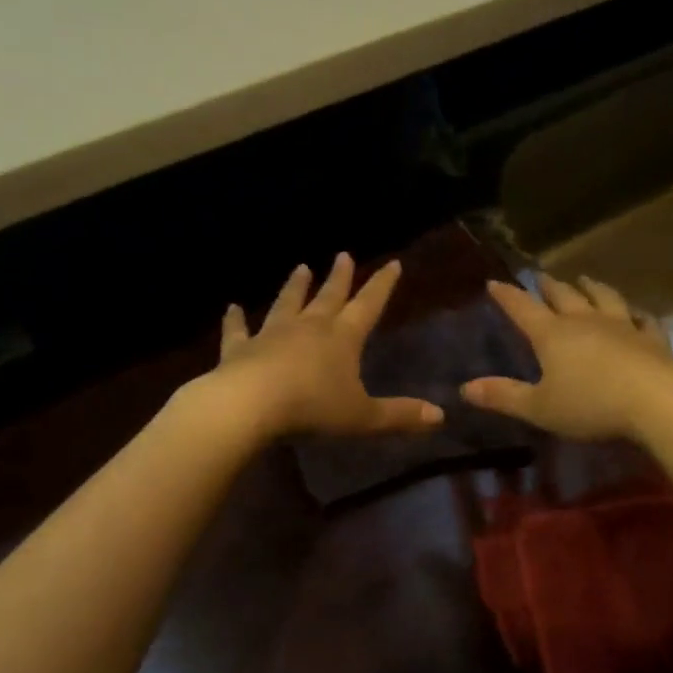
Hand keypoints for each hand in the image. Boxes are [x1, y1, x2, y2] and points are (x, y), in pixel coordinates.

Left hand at [206, 254, 444, 439]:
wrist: (250, 406)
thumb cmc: (312, 408)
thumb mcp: (363, 418)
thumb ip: (400, 416)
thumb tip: (440, 416)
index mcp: (342, 338)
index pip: (368, 305)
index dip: (382, 285)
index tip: (392, 263)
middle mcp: (309, 327)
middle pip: (328, 297)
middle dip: (339, 277)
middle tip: (343, 255)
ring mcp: (272, 335)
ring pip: (287, 304)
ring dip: (295, 287)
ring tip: (301, 267)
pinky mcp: (240, 349)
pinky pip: (238, 331)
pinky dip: (235, 320)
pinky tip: (232, 308)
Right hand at [460, 273, 672, 440]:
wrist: (658, 401)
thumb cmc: (591, 404)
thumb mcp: (540, 407)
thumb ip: (504, 397)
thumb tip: (464, 388)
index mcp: (552, 335)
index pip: (522, 308)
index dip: (507, 296)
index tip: (494, 282)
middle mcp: (585, 322)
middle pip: (563, 296)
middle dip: (548, 286)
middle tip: (540, 276)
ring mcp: (621, 327)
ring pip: (603, 298)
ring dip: (591, 288)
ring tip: (585, 279)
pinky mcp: (652, 339)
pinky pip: (643, 320)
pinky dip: (637, 313)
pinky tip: (637, 311)